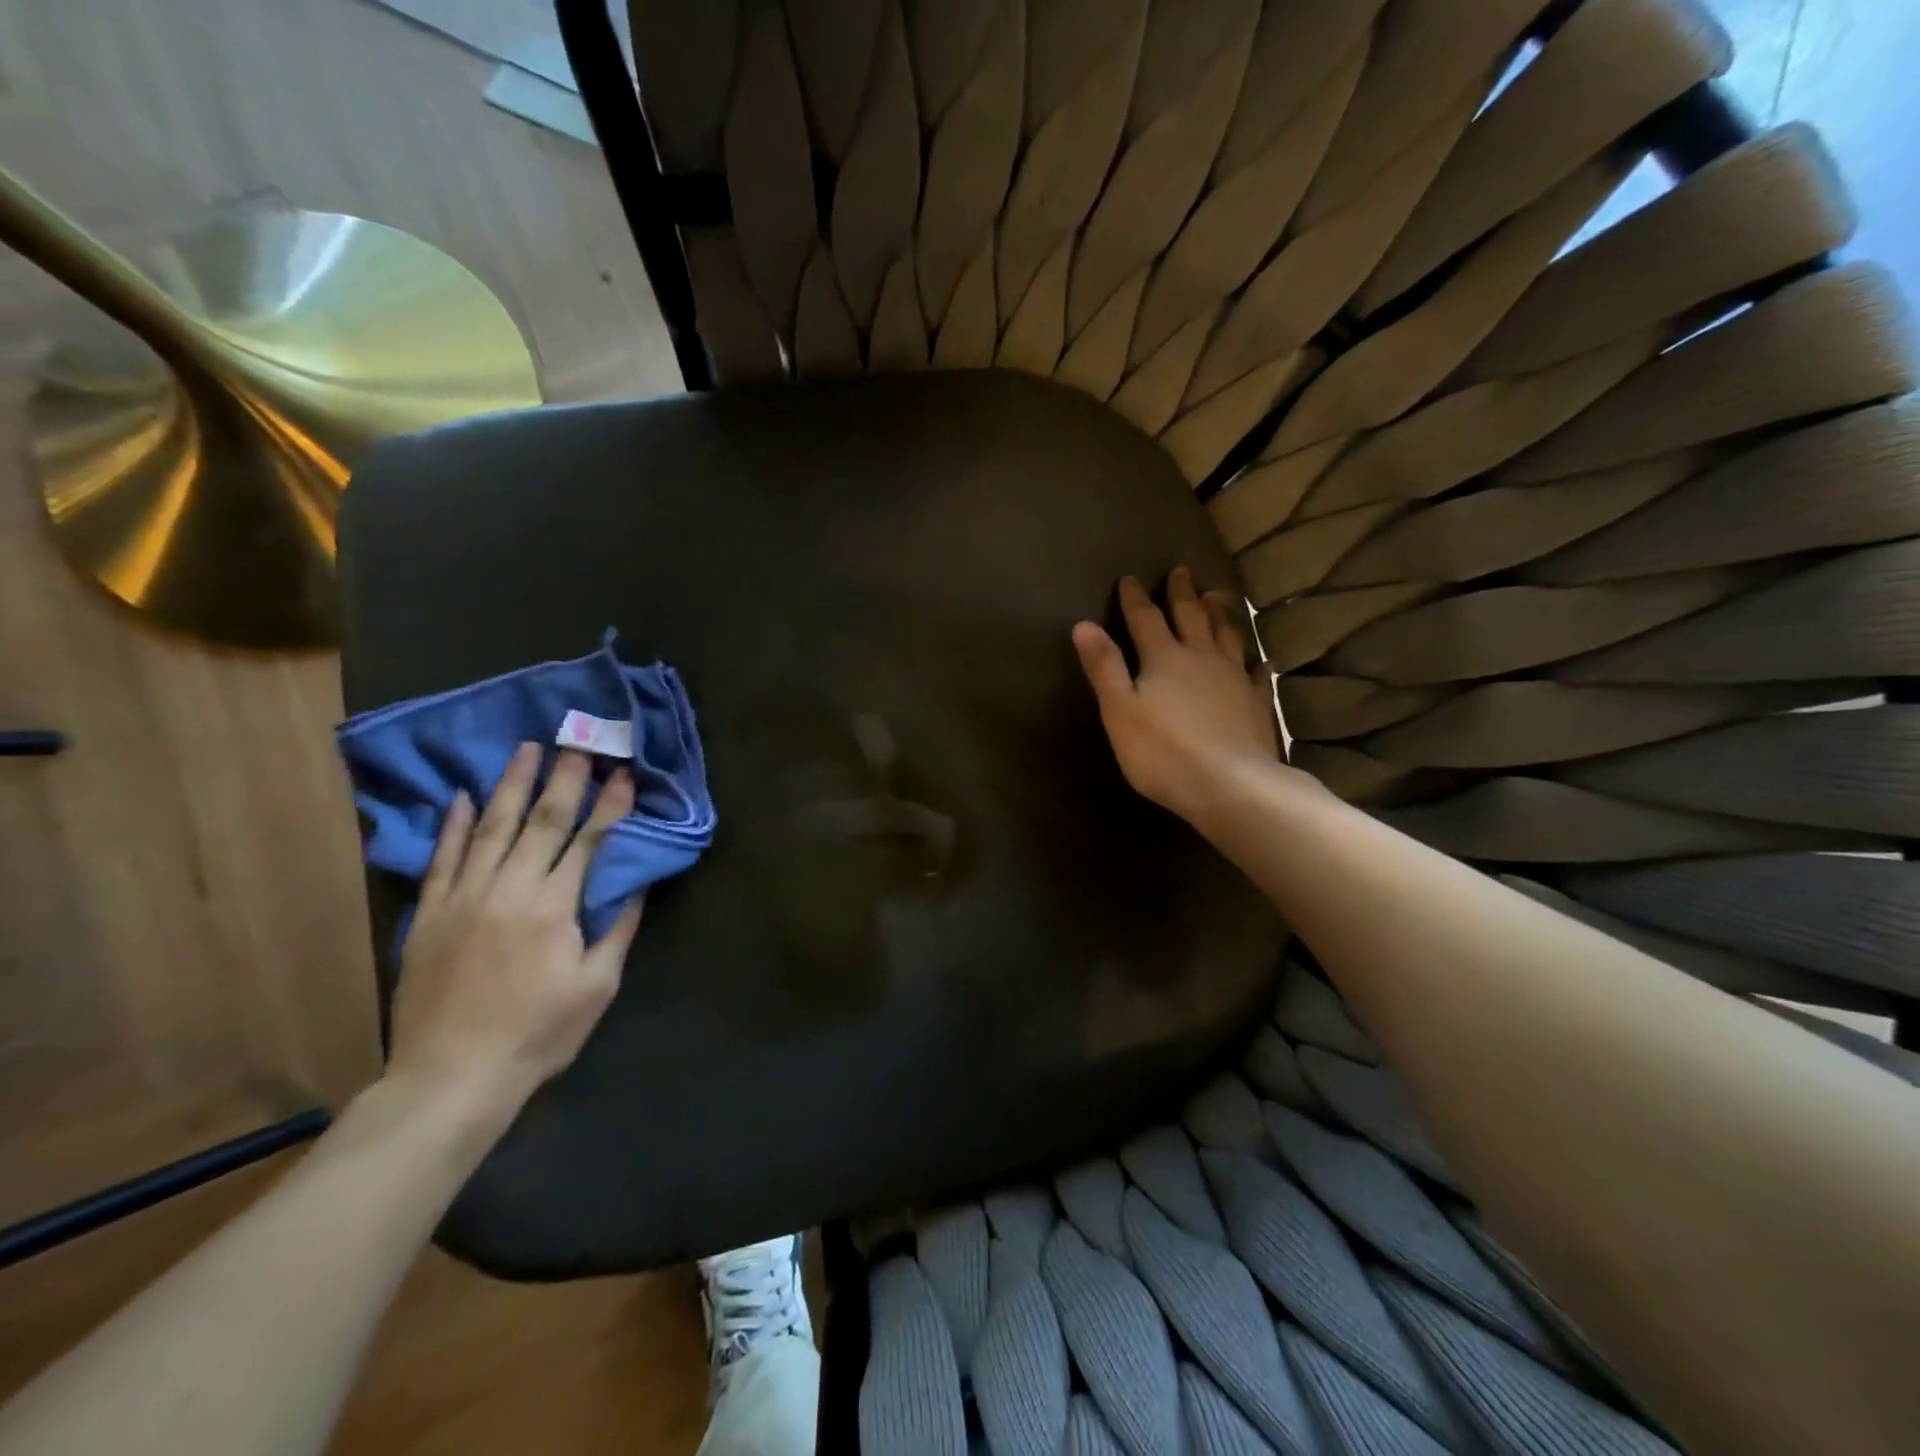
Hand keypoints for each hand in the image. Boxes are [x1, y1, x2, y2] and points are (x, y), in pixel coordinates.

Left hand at [386, 743, 643, 1122]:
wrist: (450, 1078)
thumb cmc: (537, 1034)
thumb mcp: (597, 987)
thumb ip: (617, 929)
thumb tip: (637, 885)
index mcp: (554, 907)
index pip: (588, 840)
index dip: (609, 804)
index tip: (624, 773)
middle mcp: (508, 889)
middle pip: (541, 822)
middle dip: (565, 779)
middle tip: (578, 742)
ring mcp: (463, 898)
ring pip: (490, 827)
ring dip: (511, 785)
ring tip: (527, 749)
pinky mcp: (430, 914)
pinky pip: (442, 858)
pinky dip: (452, 824)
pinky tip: (461, 795)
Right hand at [1073, 567, 1296, 826]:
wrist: (1230, 785)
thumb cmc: (1163, 752)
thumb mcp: (1119, 711)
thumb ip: (1104, 667)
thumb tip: (1083, 624)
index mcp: (1164, 658)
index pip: (1145, 619)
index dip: (1134, 598)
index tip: (1129, 578)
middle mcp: (1201, 658)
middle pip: (1191, 617)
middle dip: (1182, 594)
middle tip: (1181, 572)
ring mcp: (1234, 678)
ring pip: (1227, 635)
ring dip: (1220, 613)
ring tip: (1218, 596)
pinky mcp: (1256, 703)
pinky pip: (1257, 674)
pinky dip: (1256, 662)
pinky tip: (1261, 660)